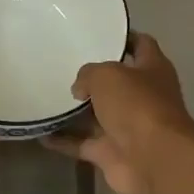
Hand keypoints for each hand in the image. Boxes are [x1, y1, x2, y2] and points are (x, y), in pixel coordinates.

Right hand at [45, 34, 193, 193]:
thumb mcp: (107, 74)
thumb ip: (88, 74)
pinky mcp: (111, 153)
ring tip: (46, 95)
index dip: (123, 37)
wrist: (154, 161)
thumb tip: (80, 88)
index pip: (141, 44)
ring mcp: (127, 127)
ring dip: (75, 110)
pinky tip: (40, 132)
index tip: (98, 32)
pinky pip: (82, 143)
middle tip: (61, 63)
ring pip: (97, 114)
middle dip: (93, 76)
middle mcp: (142, 96)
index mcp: (153, 69)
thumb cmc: (137, 105)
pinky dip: (63, 140)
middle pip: (116, 82)